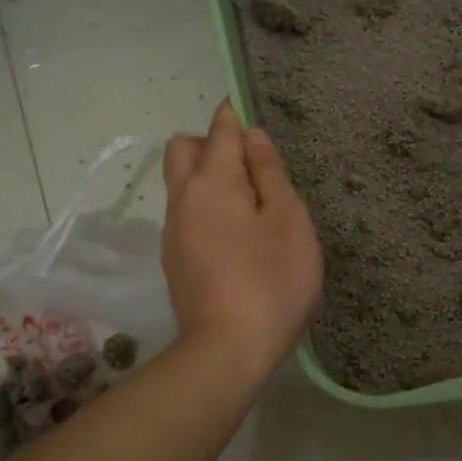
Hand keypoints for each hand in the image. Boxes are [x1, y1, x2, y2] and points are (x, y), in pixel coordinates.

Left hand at [162, 101, 323, 382]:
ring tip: (250, 205)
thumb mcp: (288, 220)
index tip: (243, 111)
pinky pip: (186, 214)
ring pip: (181, 184)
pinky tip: (235, 237)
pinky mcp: (174, 260)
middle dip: (210, 143)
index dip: (232, 116)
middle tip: (249, 166)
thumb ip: (270, 173)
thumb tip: (252, 136)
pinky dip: (205, 207)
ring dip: (207, 177)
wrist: (230, 349)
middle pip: (183, 150)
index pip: (219, 131)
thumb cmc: (273, 279)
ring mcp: (173, 232)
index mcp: (213, 182)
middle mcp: (183, 199)